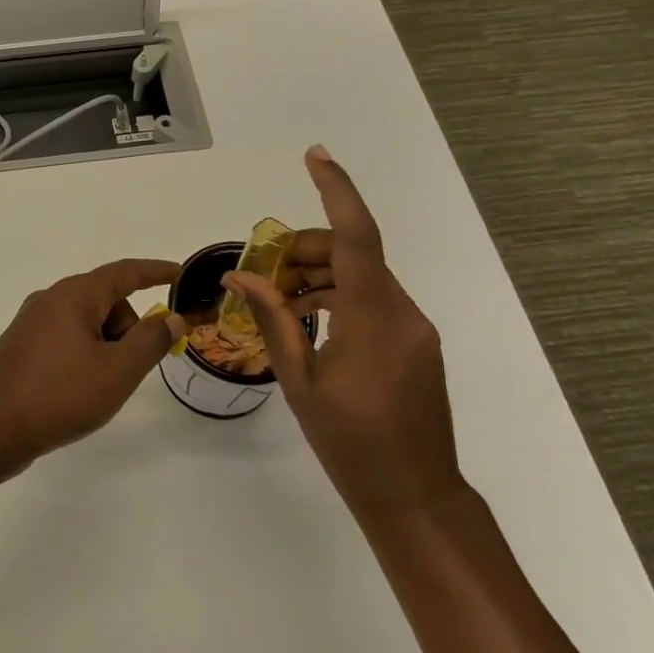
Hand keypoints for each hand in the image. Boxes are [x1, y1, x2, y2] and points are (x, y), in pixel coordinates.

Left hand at [0, 259, 185, 468]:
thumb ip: (150, 341)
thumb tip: (170, 317)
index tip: (180, 274)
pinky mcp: (21, 347)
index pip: (125, 272)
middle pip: (106, 301)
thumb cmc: (59, 394)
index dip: (156, 272)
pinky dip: (85, 356)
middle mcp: (50, 299)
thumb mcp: (117, 371)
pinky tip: (79, 390)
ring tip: (102, 387)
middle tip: (132, 368)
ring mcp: (31, 323)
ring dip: (106, 346)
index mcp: (74, 295)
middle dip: (129, 328)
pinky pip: (66, 340)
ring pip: (86, 323)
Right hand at [224, 146, 466, 515]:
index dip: (337, 191)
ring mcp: (414, 327)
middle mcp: (402, 312)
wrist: (415, 497)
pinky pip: (373, 300)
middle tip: (262, 276)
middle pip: (352, 254)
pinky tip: (308, 319)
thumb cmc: (351, 444)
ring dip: (319, 276)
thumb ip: (273, 321)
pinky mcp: (416, 342)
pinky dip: (338, 297)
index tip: (315, 155)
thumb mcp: (300, 382)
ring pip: (362, 277)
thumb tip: (238, 279)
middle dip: (304, 251)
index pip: (357, 237)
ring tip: (278, 301)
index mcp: (373, 319)